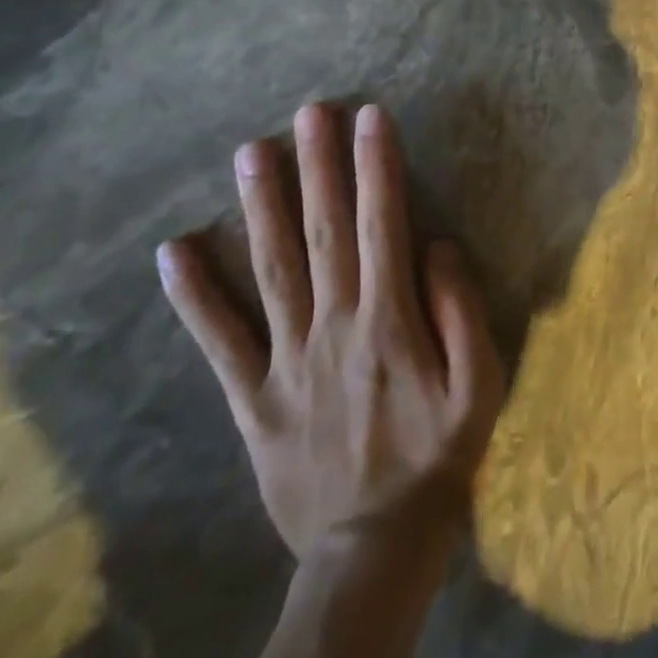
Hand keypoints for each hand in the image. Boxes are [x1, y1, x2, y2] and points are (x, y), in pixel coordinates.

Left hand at [157, 103, 504, 560]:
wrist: (375, 547)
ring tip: (251, 151)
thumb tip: (435, 245)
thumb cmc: (439, 454)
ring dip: (260, 206)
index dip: (378, 167)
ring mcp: (285, 360)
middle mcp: (333, 326)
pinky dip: (194, 296)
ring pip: (270, 269)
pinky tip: (174, 251)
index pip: (383, 224)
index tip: (371, 116)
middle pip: (324, 231)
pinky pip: (220, 341)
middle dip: (319, 165)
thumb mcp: (482, 383)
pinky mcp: (251, 397)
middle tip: (310, 110)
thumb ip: (461, 309)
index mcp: (390, 320)